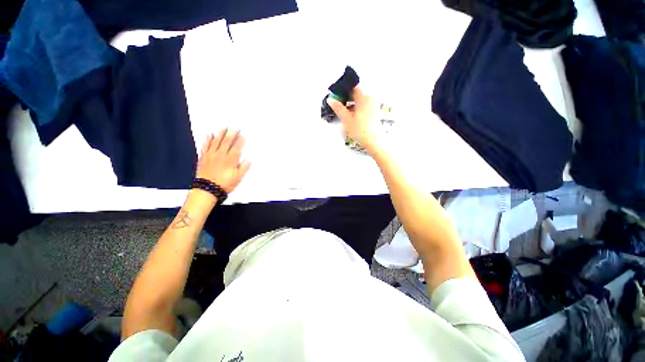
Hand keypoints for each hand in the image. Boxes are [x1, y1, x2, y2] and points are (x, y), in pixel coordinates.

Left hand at [196, 129, 250, 192]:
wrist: (207, 189)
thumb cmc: (224, 184)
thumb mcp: (238, 178)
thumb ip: (244, 167)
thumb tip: (249, 159)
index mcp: (230, 160)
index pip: (237, 147)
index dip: (240, 140)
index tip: (243, 135)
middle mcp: (221, 155)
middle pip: (227, 142)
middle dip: (232, 134)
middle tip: (235, 127)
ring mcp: (211, 155)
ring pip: (216, 142)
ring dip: (220, 134)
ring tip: (224, 128)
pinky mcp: (203, 157)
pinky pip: (205, 146)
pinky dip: (208, 140)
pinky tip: (209, 135)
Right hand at [326, 86, 379, 149]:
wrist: (374, 141)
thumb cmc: (361, 131)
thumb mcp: (346, 119)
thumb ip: (338, 108)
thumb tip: (331, 99)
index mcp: (364, 97)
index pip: (353, 86)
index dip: (343, 88)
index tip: (337, 94)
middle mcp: (370, 99)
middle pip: (356, 92)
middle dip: (346, 97)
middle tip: (338, 103)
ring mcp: (373, 105)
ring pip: (360, 99)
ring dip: (351, 103)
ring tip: (344, 111)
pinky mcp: (374, 111)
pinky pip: (364, 105)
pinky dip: (357, 107)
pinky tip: (352, 116)